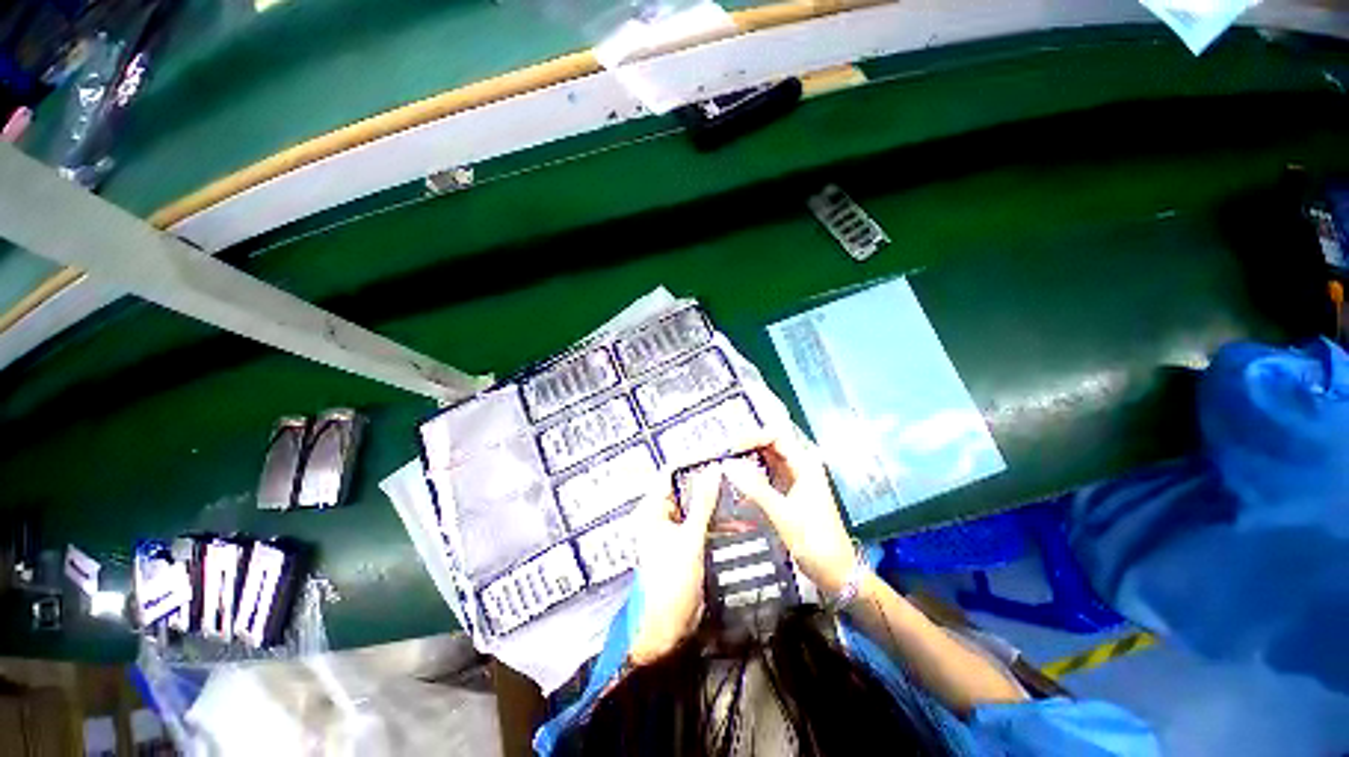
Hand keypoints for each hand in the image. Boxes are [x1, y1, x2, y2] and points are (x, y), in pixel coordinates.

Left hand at [627, 469, 720, 664]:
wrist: (668, 629)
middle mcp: (661, 515)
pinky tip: (739, 521)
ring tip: (741, 494)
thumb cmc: (671, 582)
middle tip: (735, 475)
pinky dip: (718, 522)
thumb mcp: (690, 539)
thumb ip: (703, 503)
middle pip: (685, 489)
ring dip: (716, 503)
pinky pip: (702, 524)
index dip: (692, 463)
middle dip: (709, 483)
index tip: (718, 457)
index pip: (670, 474)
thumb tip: (714, 469)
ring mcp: (674, 530)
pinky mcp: (686, 544)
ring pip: (696, 507)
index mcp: (652, 509)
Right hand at [722, 432, 857, 594]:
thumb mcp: (783, 514)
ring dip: (748, 461)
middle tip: (724, 457)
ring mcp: (795, 479)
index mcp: (805, 464)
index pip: (776, 436)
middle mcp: (800, 466)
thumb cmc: (815, 542)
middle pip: (771, 445)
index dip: (752, 437)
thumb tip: (728, 465)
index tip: (731, 449)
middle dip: (747, 447)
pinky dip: (752, 477)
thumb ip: (755, 488)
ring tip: (727, 468)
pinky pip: (767, 476)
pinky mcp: (789, 492)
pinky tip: (738, 485)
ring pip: (767, 460)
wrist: (836, 572)